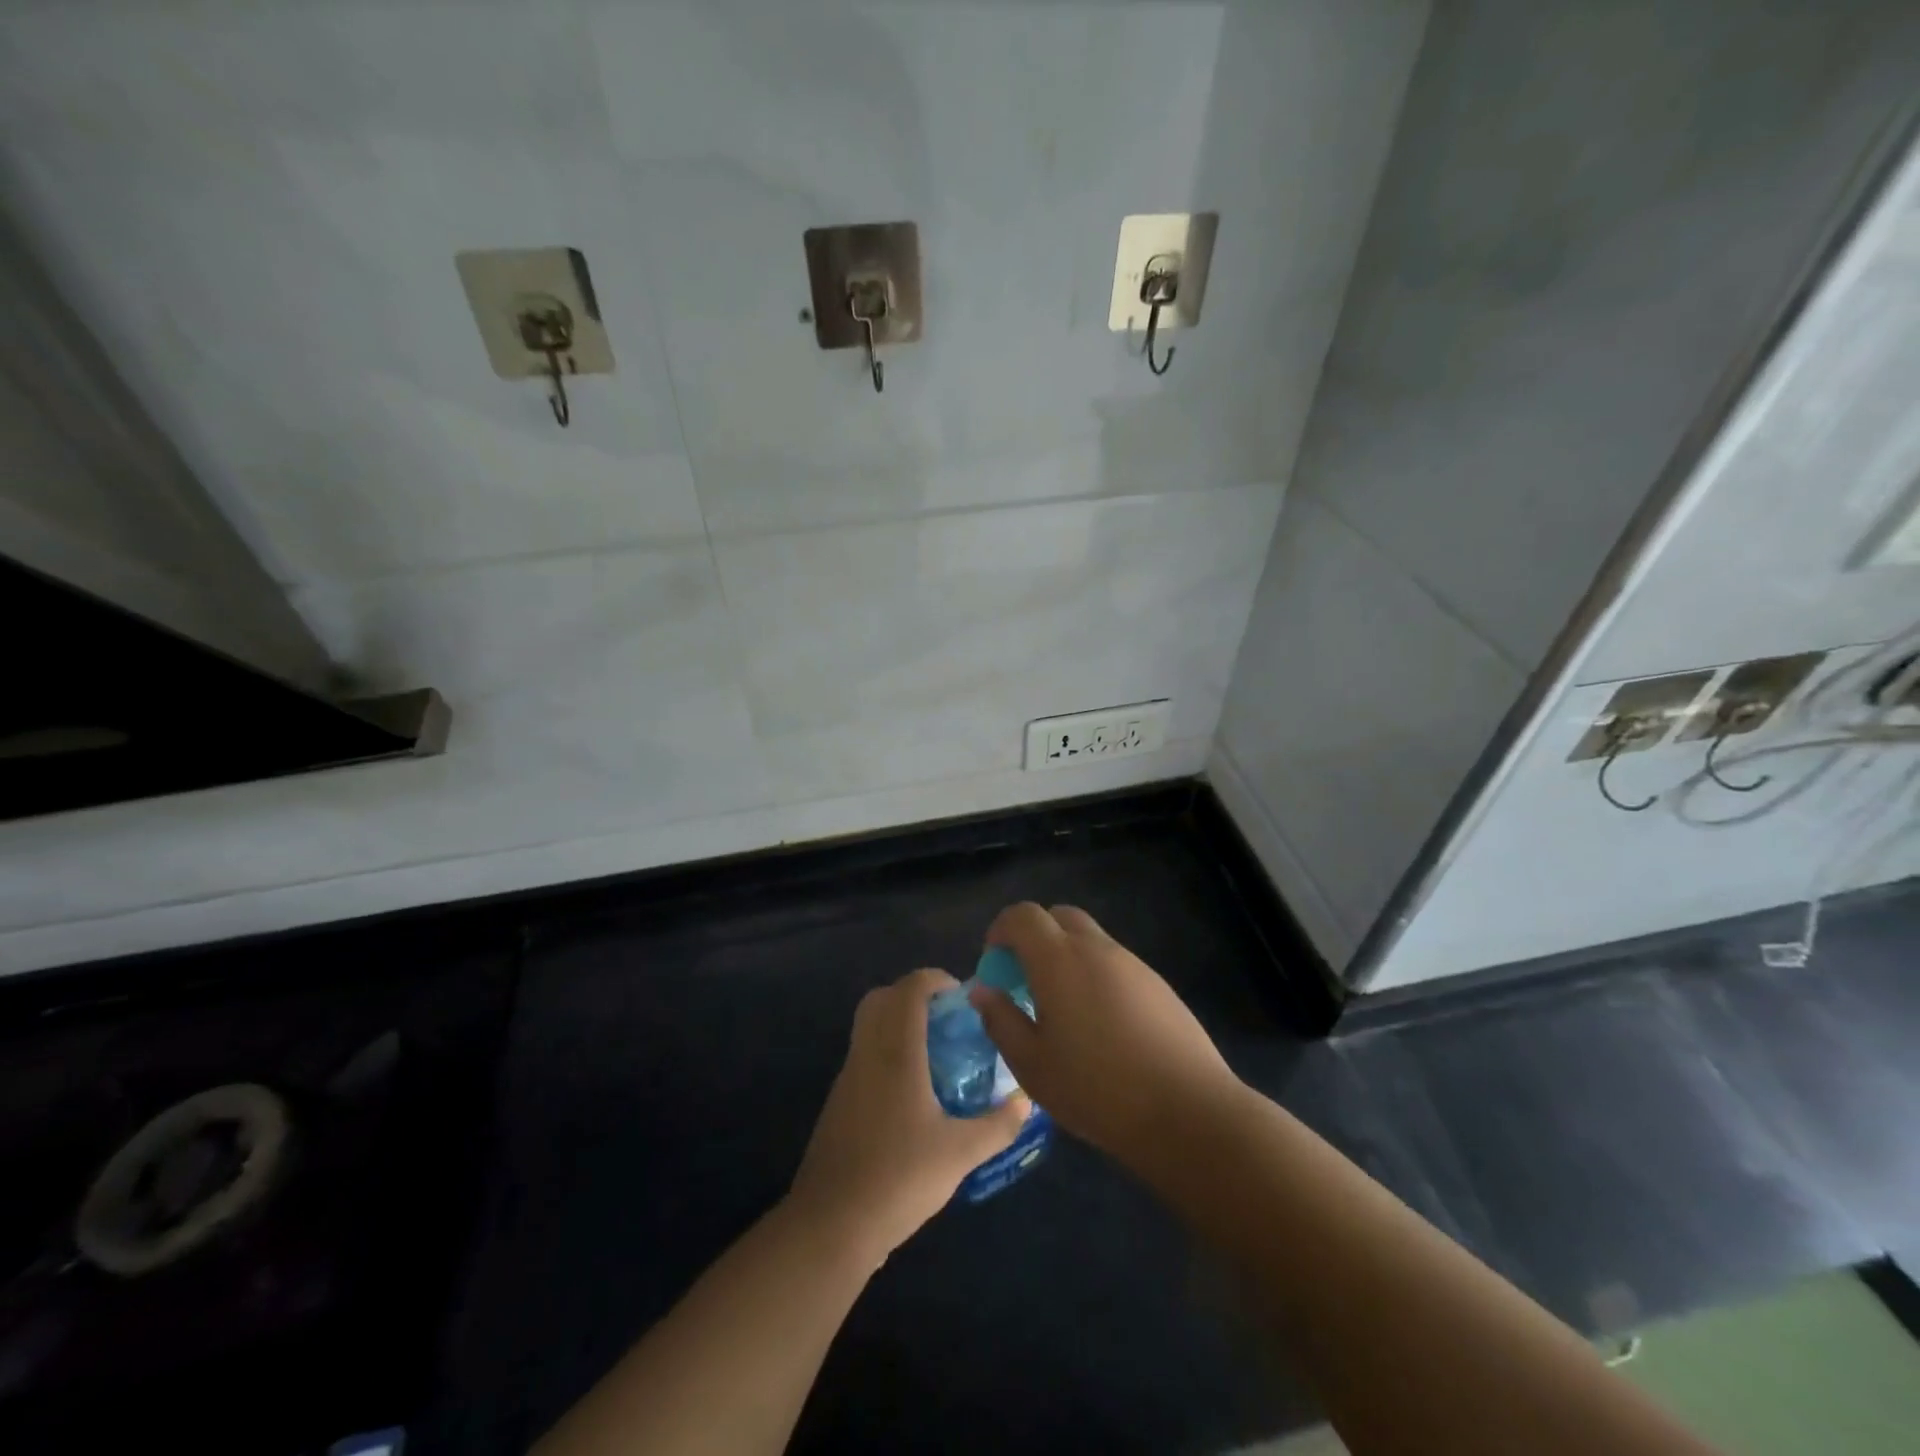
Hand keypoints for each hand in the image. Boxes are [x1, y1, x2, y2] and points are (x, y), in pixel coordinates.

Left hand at [787, 968, 1028, 1265]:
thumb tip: (1026, 1101)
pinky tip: (911, 1093)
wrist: (831, 1224)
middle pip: (881, 998)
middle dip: (913, 996)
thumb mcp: (961, 1153)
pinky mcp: (838, 1102)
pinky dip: (886, 1053)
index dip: (935, 979)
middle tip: (946, 1020)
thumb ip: (998, 1125)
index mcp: (896, 1051)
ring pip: (868, 1027)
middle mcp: (867, 1052)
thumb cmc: (899, 1178)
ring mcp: (848, 1077)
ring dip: (898, 1025)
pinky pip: (863, 1056)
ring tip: (936, 1055)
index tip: (962, 996)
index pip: (909, 988)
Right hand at [968, 903, 1242, 1171]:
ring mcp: (1133, 963)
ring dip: (1067, 956)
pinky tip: (1102, 1026)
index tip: (994, 965)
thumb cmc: (1097, 1089)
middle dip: (1035, 937)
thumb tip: (984, 990)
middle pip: (1059, 916)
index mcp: (1059, 959)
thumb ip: (1001, 1020)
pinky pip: (1115, 963)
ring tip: (1063, 1009)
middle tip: (1026, 980)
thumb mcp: (1032, 1064)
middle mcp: (1096, 948)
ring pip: (1090, 939)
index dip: (1001, 930)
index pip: (1023, 915)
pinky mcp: (1158, 984)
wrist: (1189, 1111)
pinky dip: (1096, 975)